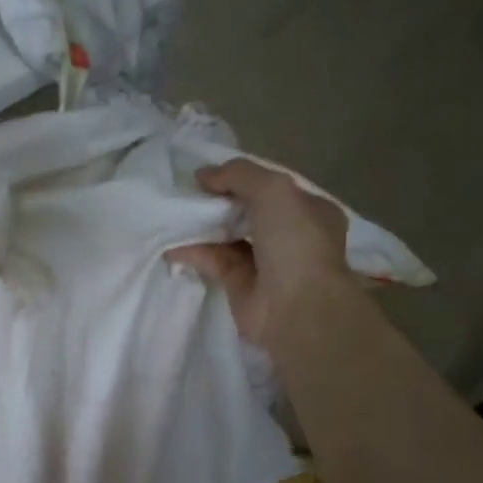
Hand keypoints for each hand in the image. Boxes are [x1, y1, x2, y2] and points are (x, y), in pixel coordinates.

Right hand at [167, 159, 352, 345]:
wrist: (297, 308)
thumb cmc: (295, 242)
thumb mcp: (272, 189)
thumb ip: (238, 174)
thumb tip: (203, 176)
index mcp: (310, 210)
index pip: (273, 188)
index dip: (242, 178)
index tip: (209, 176)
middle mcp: (290, 236)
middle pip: (248, 212)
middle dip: (219, 202)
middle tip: (187, 192)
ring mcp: (266, 263)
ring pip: (229, 237)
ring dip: (203, 226)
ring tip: (173, 213)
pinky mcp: (242, 287)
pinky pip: (215, 262)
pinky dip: (194, 252)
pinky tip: (172, 243)